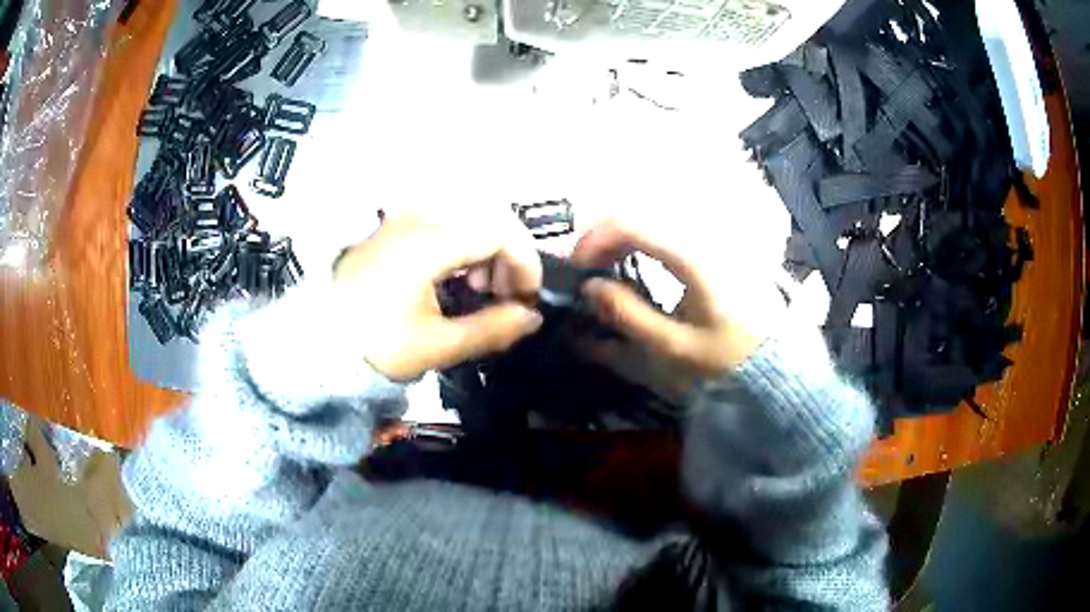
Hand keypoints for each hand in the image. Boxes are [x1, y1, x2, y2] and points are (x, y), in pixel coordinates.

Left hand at [334, 215, 542, 380]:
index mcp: (427, 244)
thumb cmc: (376, 345)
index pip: (499, 233)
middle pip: (486, 219)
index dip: (525, 264)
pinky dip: (462, 246)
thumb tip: (533, 317)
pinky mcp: (393, 227)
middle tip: (502, 298)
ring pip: (467, 217)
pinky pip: (444, 223)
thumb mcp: (437, 345)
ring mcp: (402, 218)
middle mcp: (417, 218)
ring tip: (477, 289)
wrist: (318, 341)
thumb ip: (492, 329)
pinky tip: (454, 276)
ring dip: (485, 250)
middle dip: (506, 258)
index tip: (528, 299)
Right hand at [572, 218, 786, 375]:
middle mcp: (700, 235)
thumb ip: (628, 314)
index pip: (630, 223)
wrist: (776, 364)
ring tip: (605, 266)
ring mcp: (709, 239)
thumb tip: (590, 286)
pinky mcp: (713, 250)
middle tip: (585, 268)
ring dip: (621, 237)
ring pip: (652, 219)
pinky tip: (634, 262)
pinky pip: (667, 231)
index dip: (594, 239)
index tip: (576, 268)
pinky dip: (641, 241)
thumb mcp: (674, 346)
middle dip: (603, 236)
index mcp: (691, 255)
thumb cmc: (727, 358)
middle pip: (639, 213)